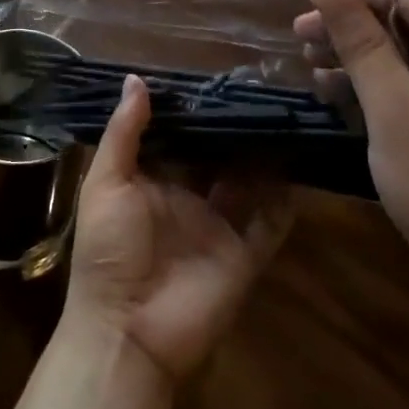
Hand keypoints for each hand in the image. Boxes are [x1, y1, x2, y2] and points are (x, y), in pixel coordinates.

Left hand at [65, 76, 292, 383]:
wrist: (127, 331)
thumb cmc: (108, 250)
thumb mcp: (105, 184)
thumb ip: (124, 133)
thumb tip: (136, 79)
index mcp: (151, 180)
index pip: (178, 137)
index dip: (194, 111)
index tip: (217, 77)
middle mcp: (187, 198)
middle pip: (216, 157)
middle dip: (233, 129)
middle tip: (262, 89)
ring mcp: (218, 226)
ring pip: (248, 183)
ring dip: (264, 157)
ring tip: (286, 117)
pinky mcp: (244, 254)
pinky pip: (270, 223)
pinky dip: (286, 201)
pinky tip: (302, 168)